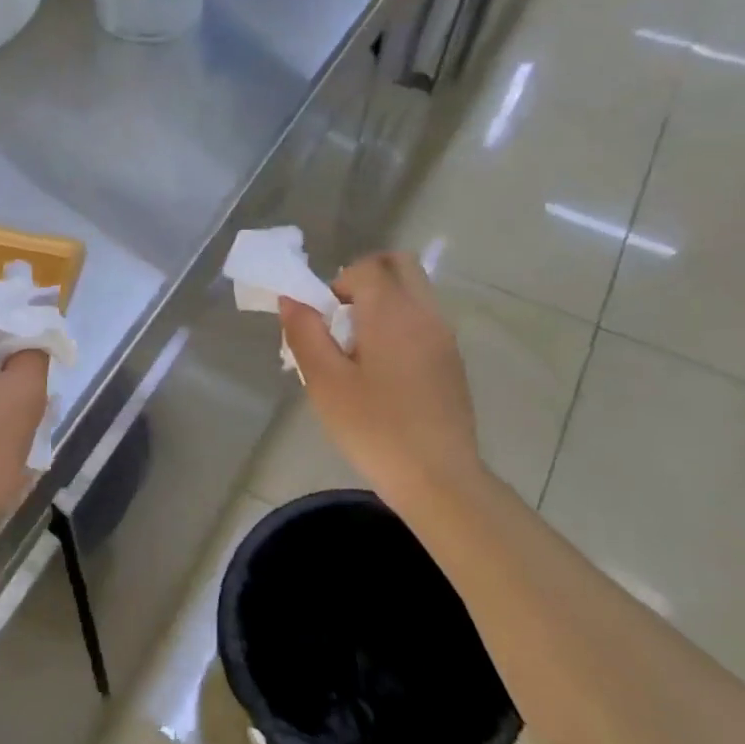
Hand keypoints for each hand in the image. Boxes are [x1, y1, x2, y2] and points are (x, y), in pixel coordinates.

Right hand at [277, 252, 484, 517]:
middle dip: (365, 280)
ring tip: (359, 351)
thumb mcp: (325, 382)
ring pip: (414, 292)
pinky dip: (400, 325)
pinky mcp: (452, 361)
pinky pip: (424, 320)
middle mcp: (425, 314)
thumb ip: (305, 333)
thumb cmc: (373, 428)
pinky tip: (383, 374)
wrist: (438, 478)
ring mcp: (445, 337)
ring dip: (383, 303)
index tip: (324, 321)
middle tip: (342, 321)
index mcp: (393, 313)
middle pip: (400, 266)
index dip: (337, 284)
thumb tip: (291, 299)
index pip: (366, 267)